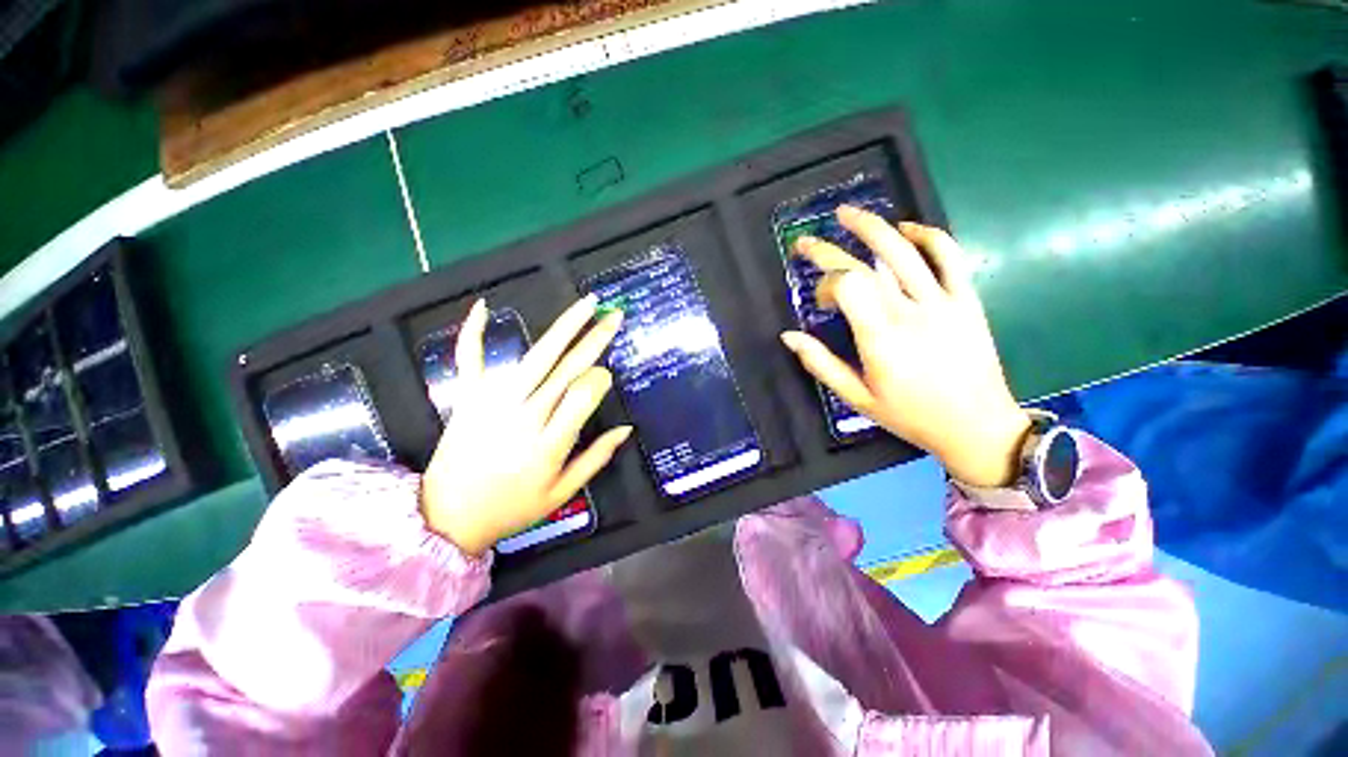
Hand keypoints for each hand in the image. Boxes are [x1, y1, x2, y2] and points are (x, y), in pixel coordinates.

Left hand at [421, 296, 631, 555]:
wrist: (446, 518)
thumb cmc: (511, 508)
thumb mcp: (562, 493)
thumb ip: (596, 458)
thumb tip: (626, 428)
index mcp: (549, 443)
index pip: (584, 395)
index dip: (600, 380)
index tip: (606, 376)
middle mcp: (524, 415)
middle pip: (566, 368)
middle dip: (595, 339)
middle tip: (614, 315)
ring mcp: (493, 402)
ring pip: (536, 356)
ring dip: (563, 327)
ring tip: (585, 304)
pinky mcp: (468, 397)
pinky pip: (470, 359)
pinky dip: (474, 332)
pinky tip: (485, 306)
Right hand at [779, 206, 1030, 487]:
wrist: (977, 426)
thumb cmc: (910, 416)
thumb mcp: (856, 397)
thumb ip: (820, 364)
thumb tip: (788, 335)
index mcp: (880, 337)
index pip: (847, 286)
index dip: (825, 284)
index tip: (820, 301)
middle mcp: (910, 312)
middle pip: (867, 264)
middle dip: (830, 248)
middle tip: (806, 240)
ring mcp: (943, 302)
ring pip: (906, 251)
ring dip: (874, 227)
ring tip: (848, 214)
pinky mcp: (967, 300)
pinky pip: (949, 257)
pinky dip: (928, 236)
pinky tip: (907, 229)